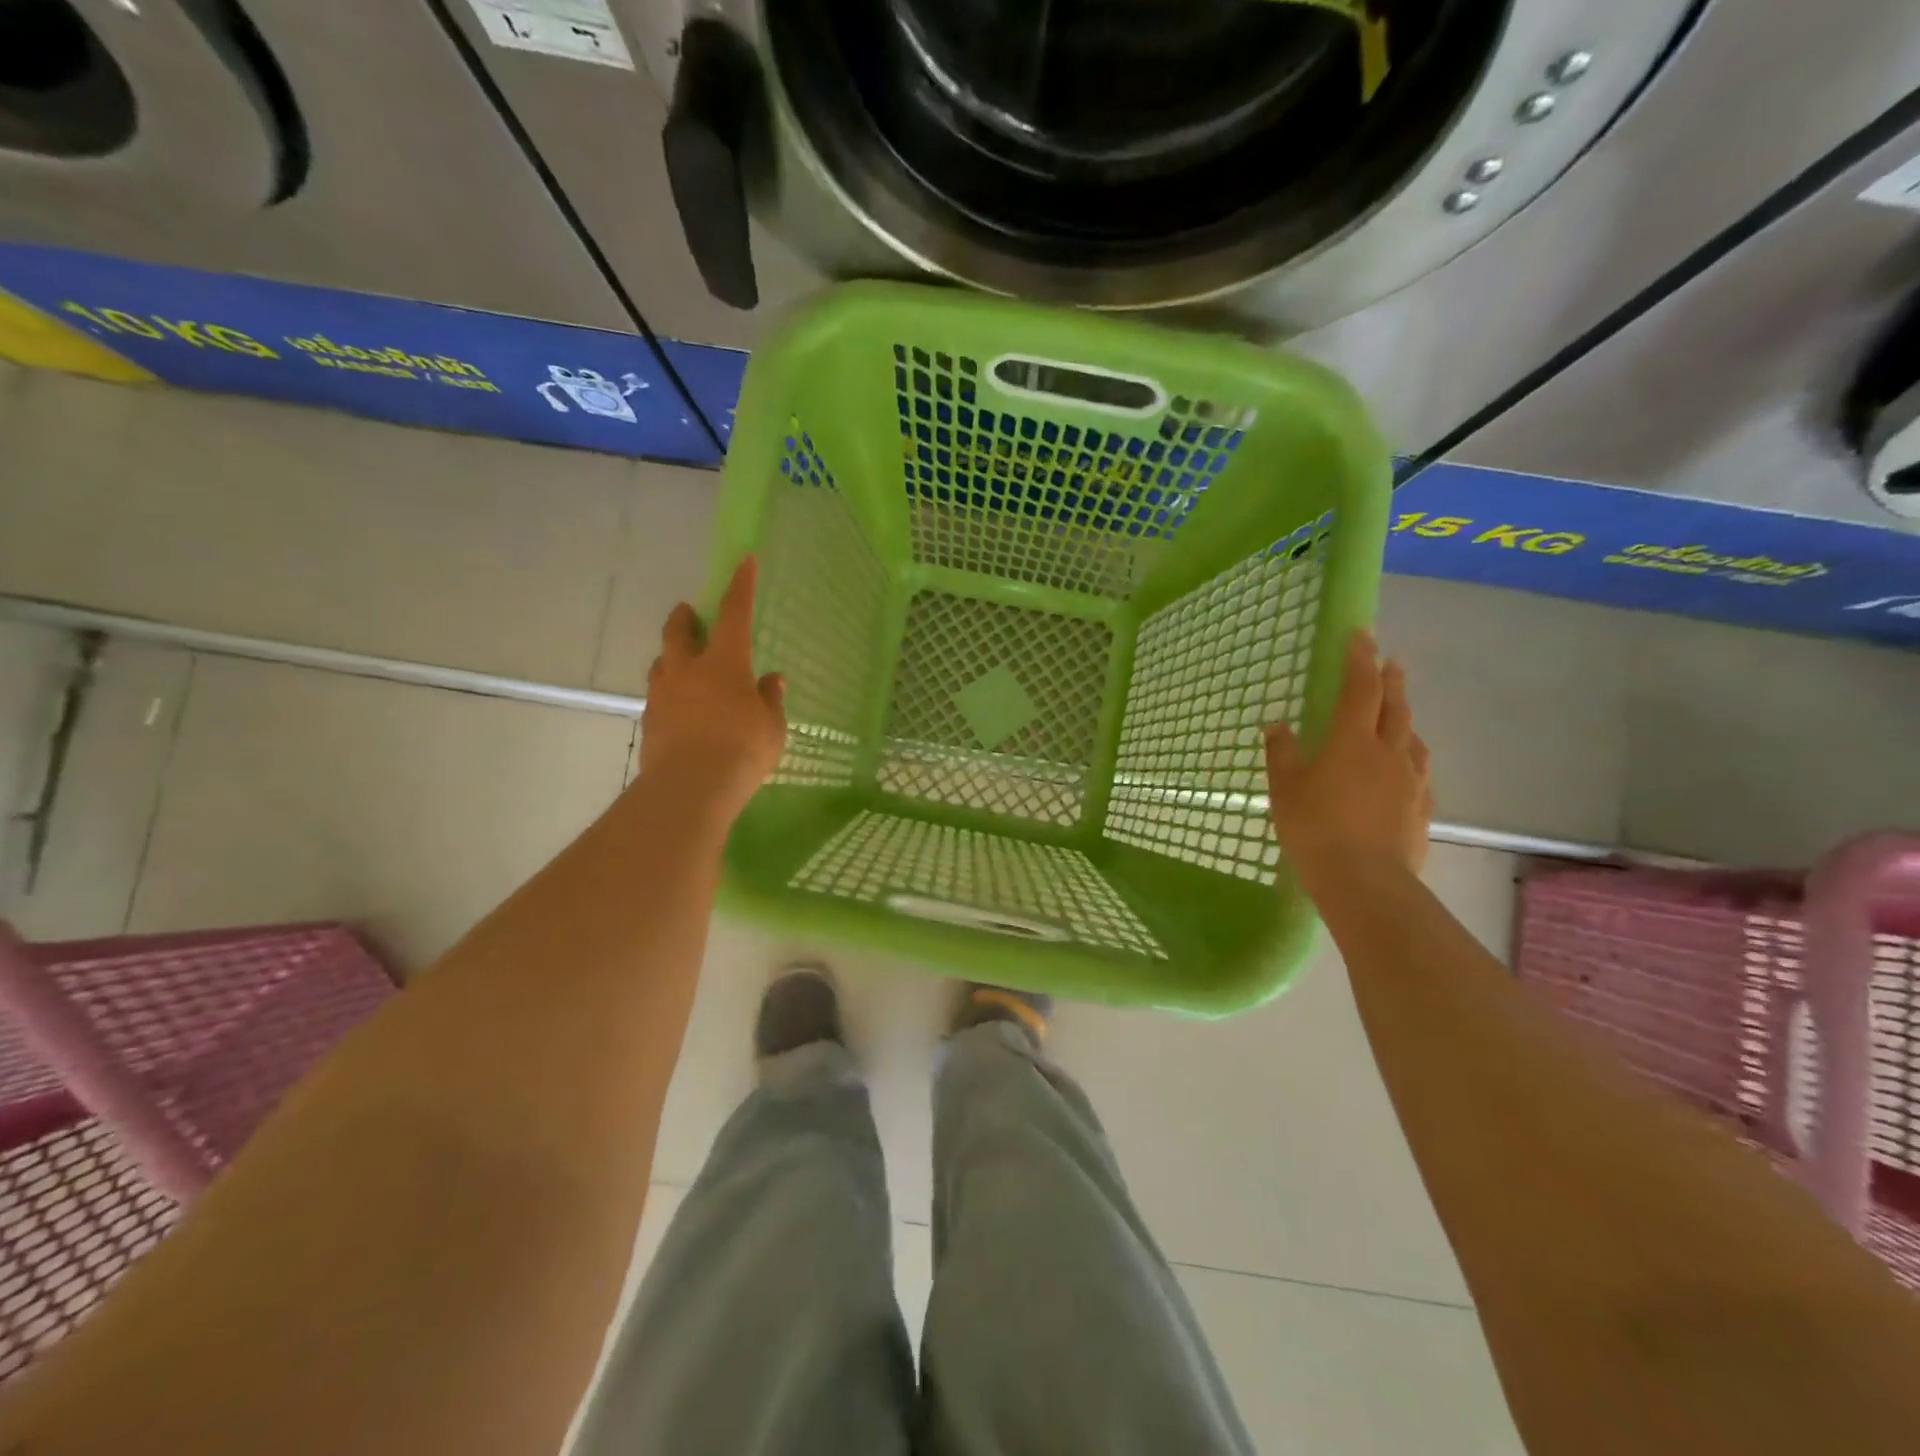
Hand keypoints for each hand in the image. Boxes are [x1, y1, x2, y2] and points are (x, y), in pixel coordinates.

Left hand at [639, 557, 786, 821]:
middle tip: (688, 612)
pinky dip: (670, 693)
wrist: (690, 788)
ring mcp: (663, 695)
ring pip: (662, 663)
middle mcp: (688, 670)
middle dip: (684, 618)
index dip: (741, 586)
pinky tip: (682, 710)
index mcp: (724, 663)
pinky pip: (659, 696)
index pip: (734, 614)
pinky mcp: (649, 722)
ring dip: (672, 657)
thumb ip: (770, 700)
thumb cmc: (742, 750)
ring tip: (682, 665)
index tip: (744, 561)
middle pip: (678, 632)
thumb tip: (771, 681)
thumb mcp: (771, 726)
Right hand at [1264, 630, 1432, 882]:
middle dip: (1392, 680)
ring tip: (1401, 715)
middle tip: (1391, 662)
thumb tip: (1277, 726)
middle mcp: (1389, 752)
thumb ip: (1282, 753)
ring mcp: (1411, 781)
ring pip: (1413, 739)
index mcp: (1352, 741)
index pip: (1360, 688)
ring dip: (1406, 719)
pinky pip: (1419, 773)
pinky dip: (1411, 760)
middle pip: (1396, 707)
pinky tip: (1406, 771)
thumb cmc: (1315, 828)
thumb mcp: (1285, 788)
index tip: (1361, 635)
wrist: (1365, 881)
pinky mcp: (1422, 809)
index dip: (1360, 660)